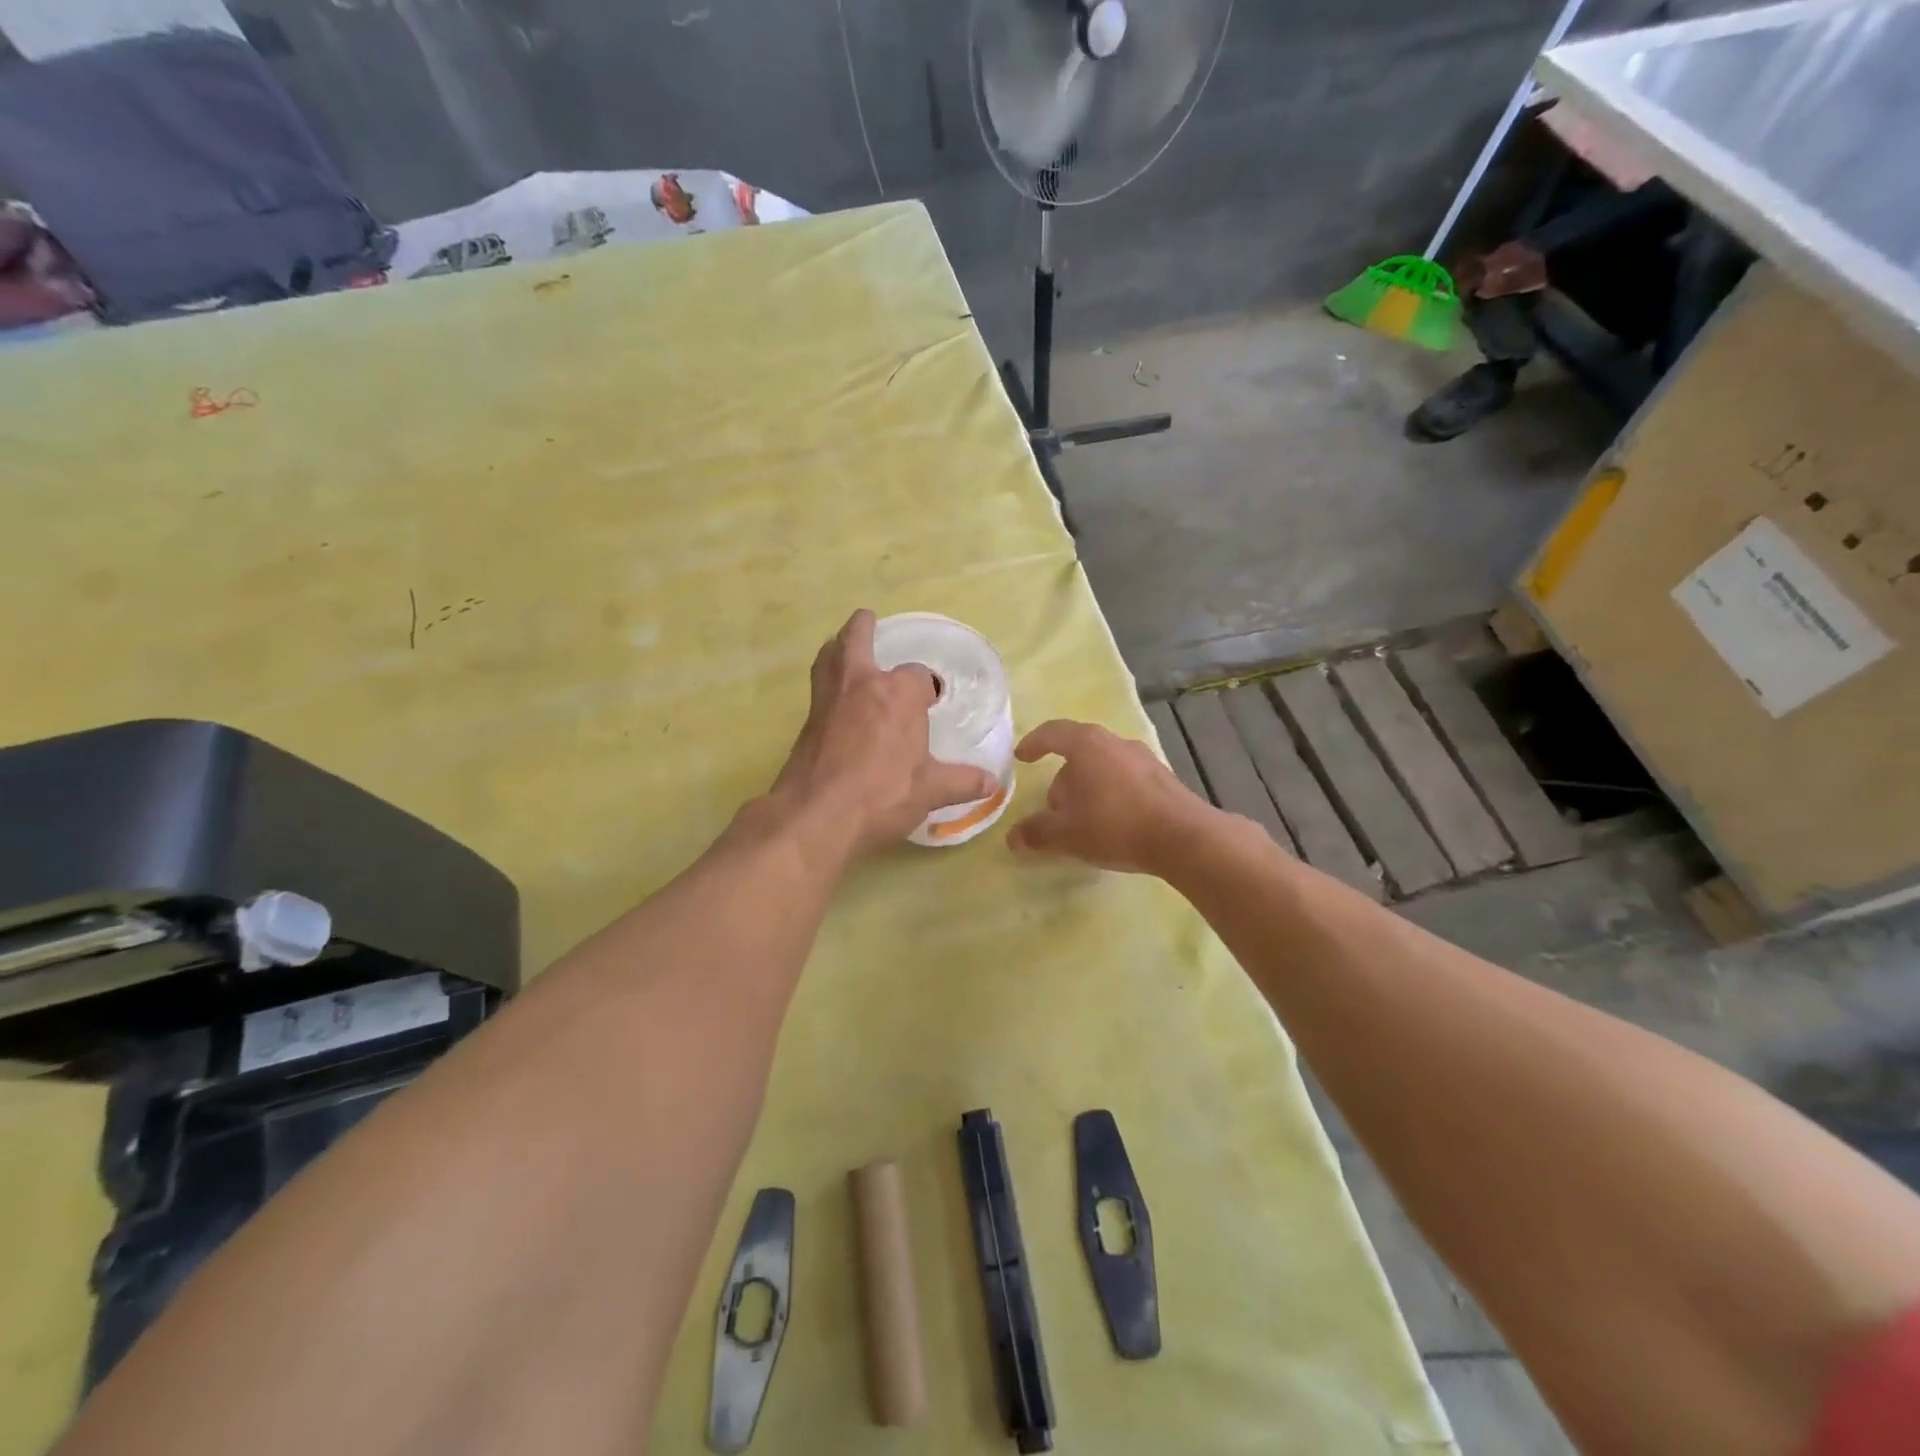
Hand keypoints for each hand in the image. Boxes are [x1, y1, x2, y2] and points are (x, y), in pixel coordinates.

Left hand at [770, 610, 1000, 853]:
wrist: (818, 815)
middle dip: (864, 627)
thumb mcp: (930, 791)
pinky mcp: (808, 721)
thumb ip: (962, 782)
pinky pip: (818, 686)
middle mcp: (862, 684)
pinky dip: (826, 679)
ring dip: (837, 646)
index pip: (918, 677)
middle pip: (857, 639)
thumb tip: (993, 783)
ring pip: (830, 657)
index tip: (931, 704)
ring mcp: (829, 700)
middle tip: (867, 619)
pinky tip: (834, 698)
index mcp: (899, 694)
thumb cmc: (882, 795)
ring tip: (843, 646)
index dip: (926, 689)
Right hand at [1007, 719, 1216, 874]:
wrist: (1184, 838)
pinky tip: (1114, 823)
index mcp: (1087, 745)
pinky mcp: (1163, 778)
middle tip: (1055, 809)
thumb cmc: (1116, 826)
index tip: (1021, 757)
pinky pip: (1126, 779)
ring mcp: (1144, 758)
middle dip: (1063, 779)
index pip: (1053, 733)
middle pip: (1079, 753)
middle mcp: (1116, 743)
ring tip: (1084, 820)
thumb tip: (1013, 839)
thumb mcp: (1067, 835)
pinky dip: (1112, 794)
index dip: (1034, 743)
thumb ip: (1037, 834)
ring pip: (1104, 766)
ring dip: (1088, 788)